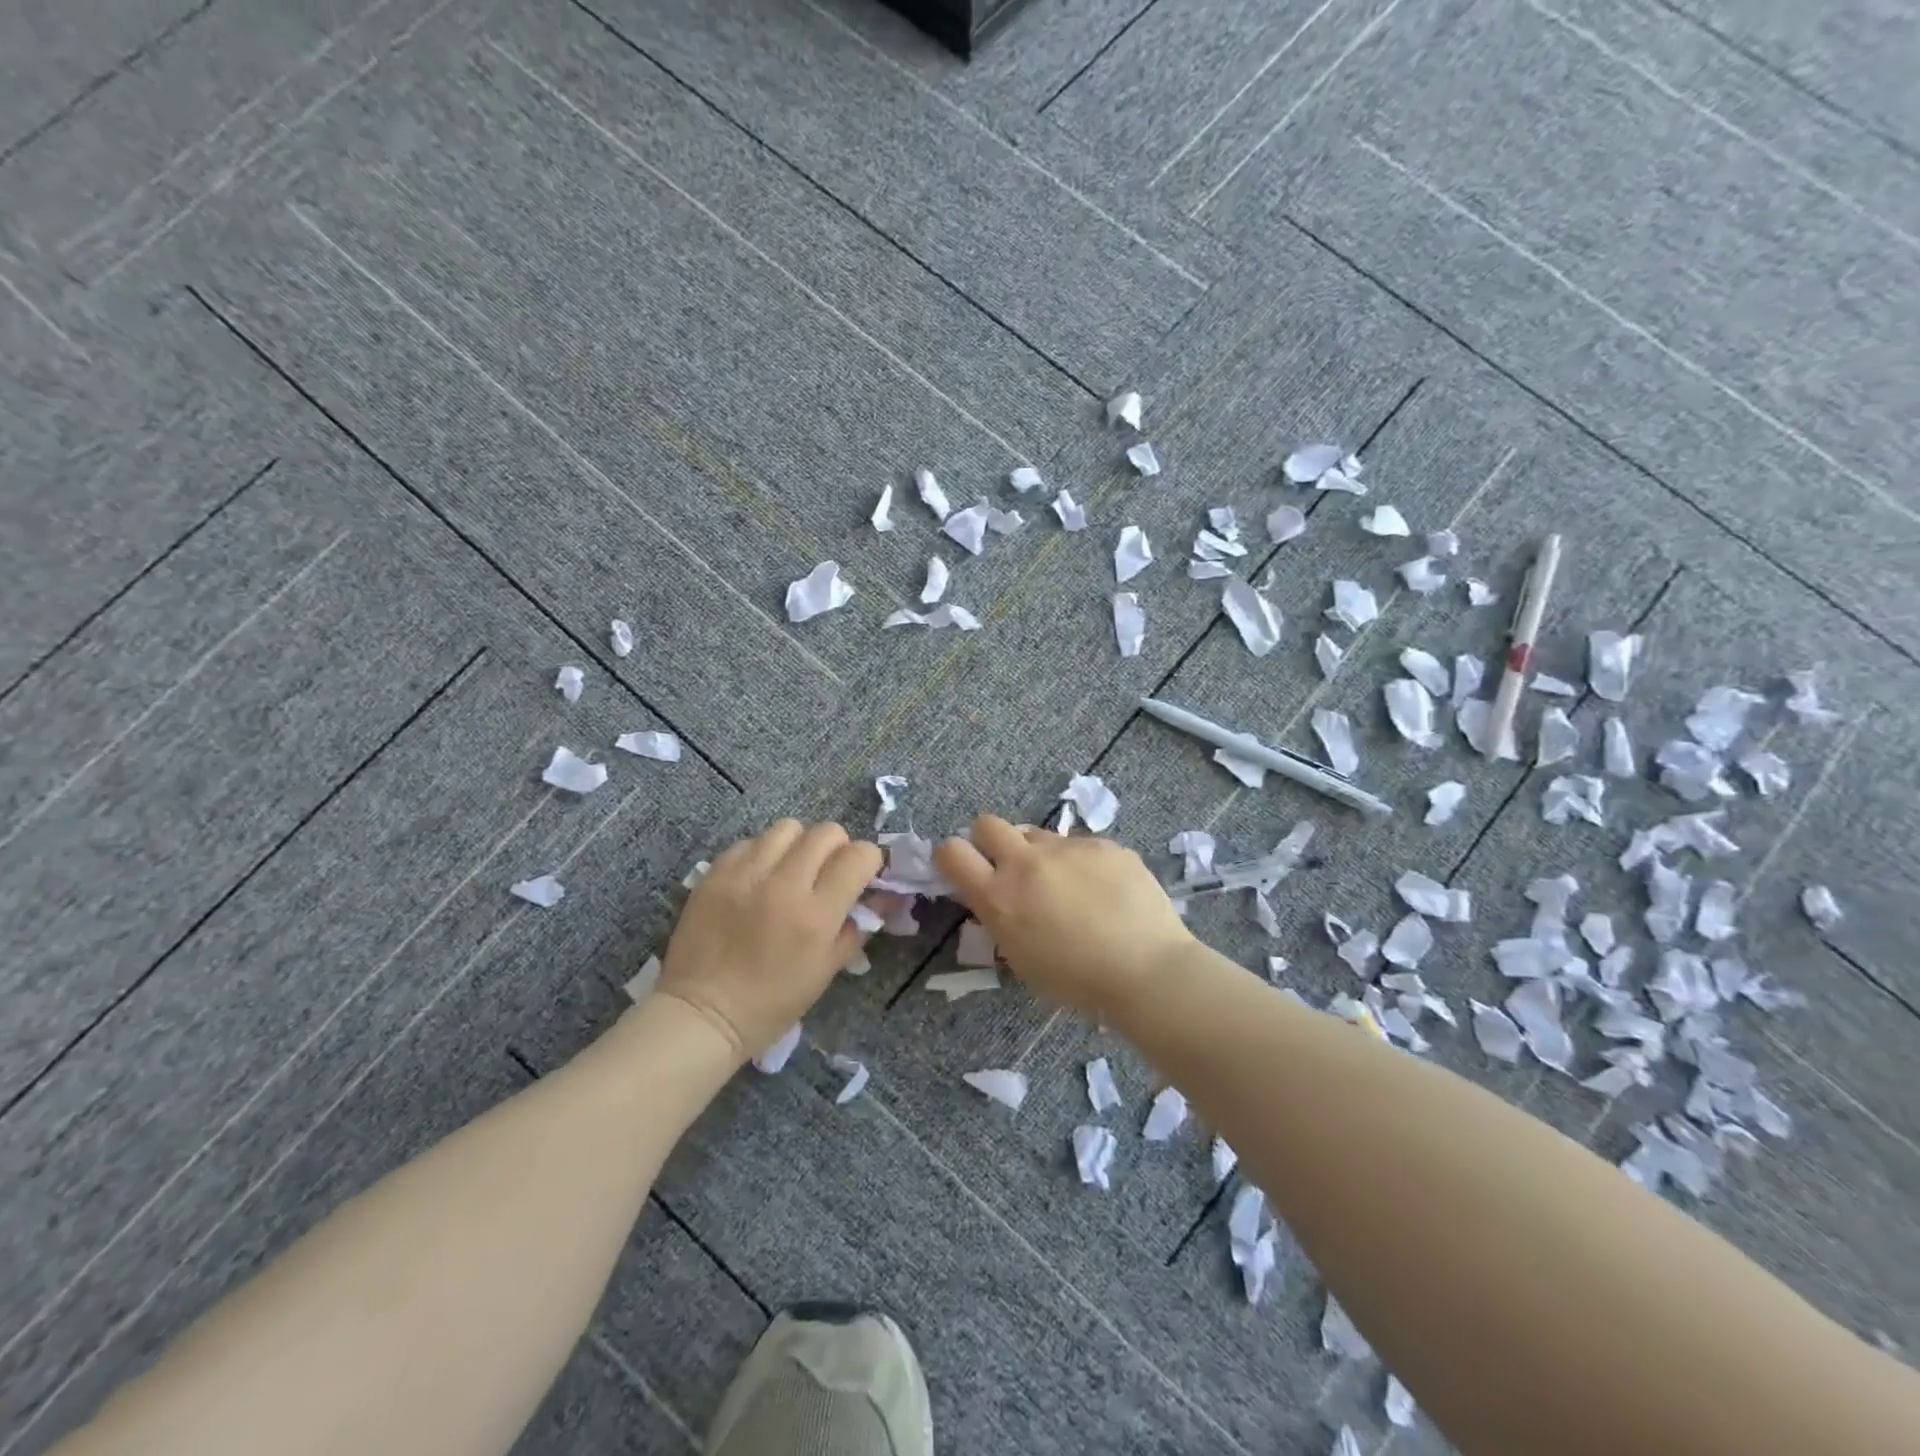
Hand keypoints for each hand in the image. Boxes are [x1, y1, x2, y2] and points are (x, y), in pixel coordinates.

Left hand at [658, 819, 882, 1060]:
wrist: (702, 1014)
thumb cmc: (772, 1003)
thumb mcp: (826, 971)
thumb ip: (859, 927)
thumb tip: (885, 897)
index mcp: (816, 914)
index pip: (859, 855)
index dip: (869, 861)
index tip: (863, 875)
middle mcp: (784, 884)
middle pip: (826, 832)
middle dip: (837, 847)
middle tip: (828, 872)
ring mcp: (746, 875)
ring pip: (788, 828)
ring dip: (799, 844)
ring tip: (791, 869)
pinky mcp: (715, 873)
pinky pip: (749, 842)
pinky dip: (762, 854)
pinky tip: (758, 879)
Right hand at [934, 814, 1194, 1021]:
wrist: (1147, 970)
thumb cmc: (1078, 982)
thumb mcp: (1022, 959)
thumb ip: (1002, 920)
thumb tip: (998, 898)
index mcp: (999, 896)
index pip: (952, 852)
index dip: (952, 857)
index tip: (963, 869)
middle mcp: (1027, 862)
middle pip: (987, 823)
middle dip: (989, 840)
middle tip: (1008, 867)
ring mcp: (1068, 848)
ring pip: (1037, 834)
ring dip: (1038, 854)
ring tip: (1066, 885)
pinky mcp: (1103, 844)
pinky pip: (1080, 846)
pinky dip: (1082, 863)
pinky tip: (1105, 891)